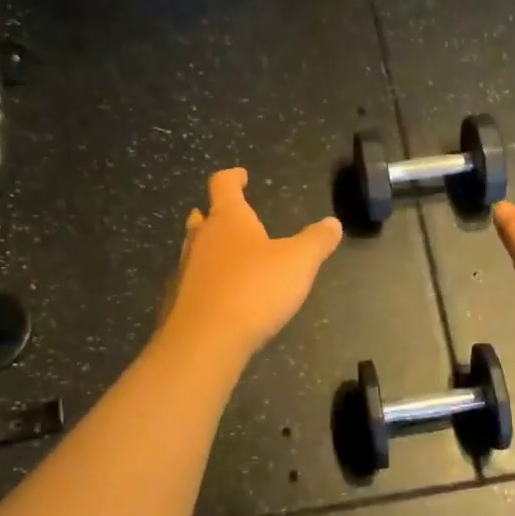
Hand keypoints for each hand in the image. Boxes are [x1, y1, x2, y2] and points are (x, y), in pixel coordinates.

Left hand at [158, 168, 342, 363]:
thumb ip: (317, 241)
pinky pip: (195, 281)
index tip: (241, 175)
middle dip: (217, 214)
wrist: (206, 340)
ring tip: (230, 254)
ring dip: (210, 247)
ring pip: (196, 249)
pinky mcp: (181, 301)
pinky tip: (222, 294)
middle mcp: (202, 239)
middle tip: (231, 216)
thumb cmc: (254, 289)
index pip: (223, 185)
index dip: (233, 177)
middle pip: (203, 218)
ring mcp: (186, 270)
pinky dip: (208, 280)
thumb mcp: (299, 262)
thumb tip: (333, 223)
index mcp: (228, 219)